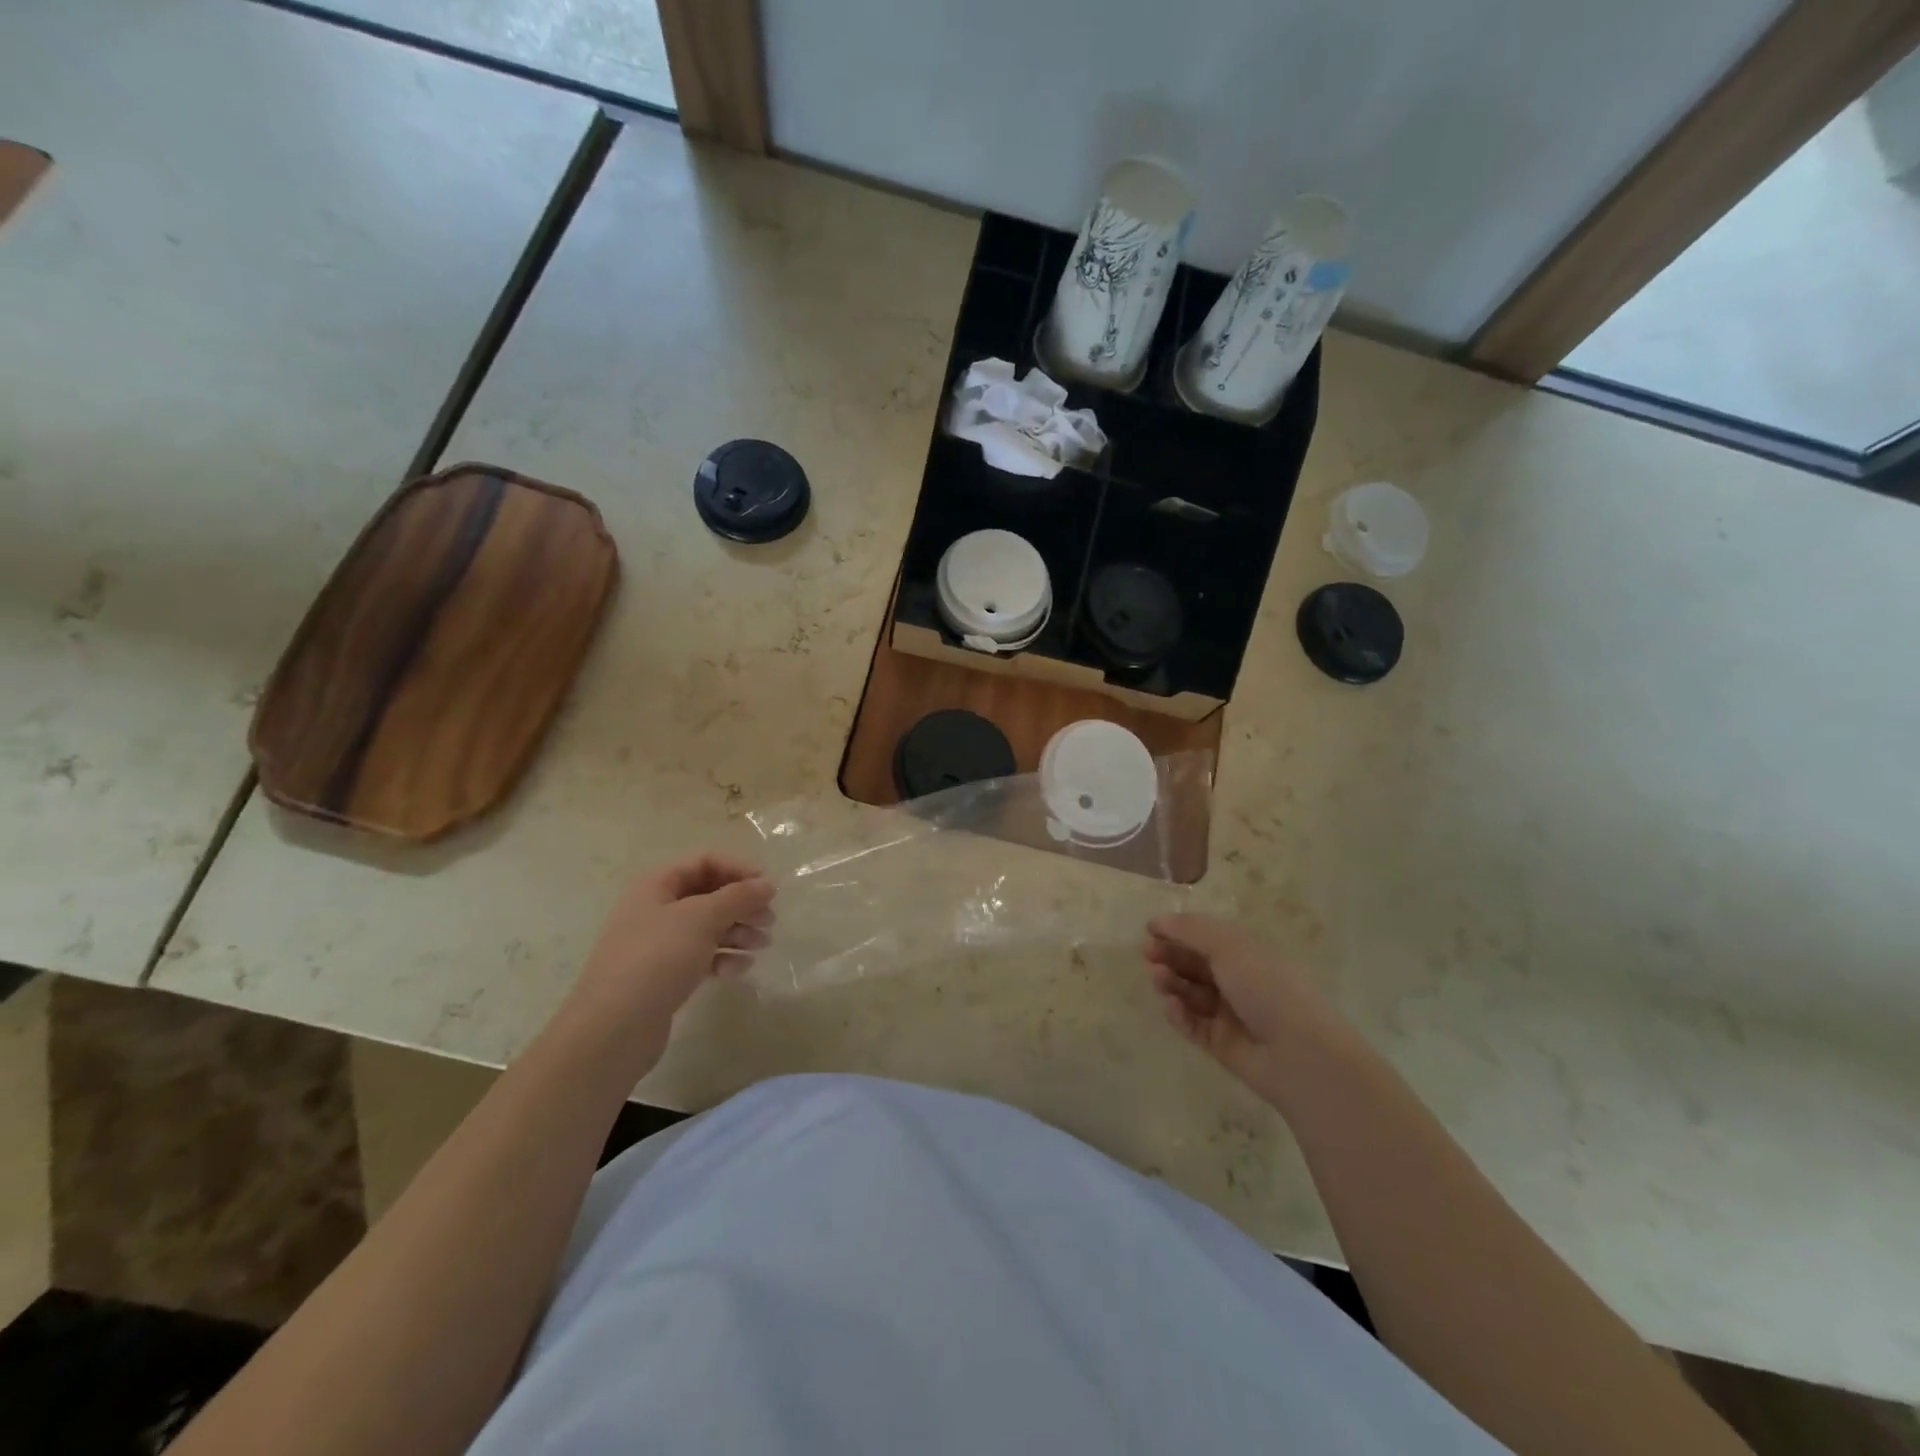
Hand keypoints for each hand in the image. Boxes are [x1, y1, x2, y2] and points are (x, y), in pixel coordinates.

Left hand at [566, 855, 774, 1054]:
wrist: (613, 1029)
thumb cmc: (657, 959)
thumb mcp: (701, 918)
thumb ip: (738, 896)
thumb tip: (767, 883)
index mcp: (656, 885)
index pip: (704, 862)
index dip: (738, 870)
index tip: (769, 888)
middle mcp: (655, 909)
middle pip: (708, 895)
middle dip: (742, 905)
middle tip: (769, 920)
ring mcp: (658, 944)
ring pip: (707, 927)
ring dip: (738, 932)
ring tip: (762, 945)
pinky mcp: (664, 975)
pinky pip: (700, 956)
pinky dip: (723, 958)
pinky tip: (739, 970)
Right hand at [1144, 914, 1343, 1092]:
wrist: (1299, 1053)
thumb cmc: (1267, 986)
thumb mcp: (1229, 946)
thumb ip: (1190, 930)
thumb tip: (1158, 920)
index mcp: (1249, 953)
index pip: (1208, 936)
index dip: (1179, 931)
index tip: (1150, 929)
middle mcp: (1240, 981)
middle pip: (1196, 964)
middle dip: (1170, 956)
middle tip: (1148, 954)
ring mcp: (1231, 1014)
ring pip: (1191, 993)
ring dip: (1171, 982)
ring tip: (1158, 978)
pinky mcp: (1221, 1044)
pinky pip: (1193, 1024)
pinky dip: (1180, 1014)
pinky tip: (1172, 1006)